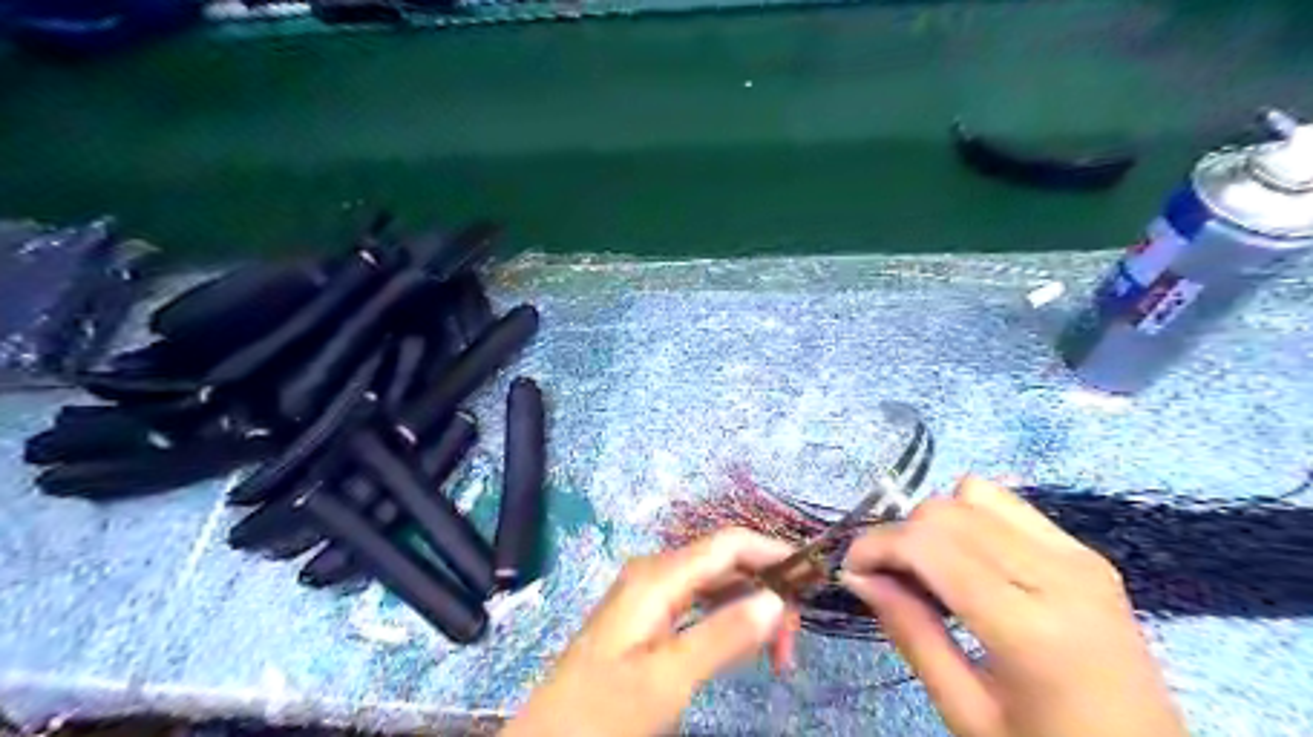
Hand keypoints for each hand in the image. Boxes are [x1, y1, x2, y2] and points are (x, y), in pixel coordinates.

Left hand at [504, 529, 789, 735]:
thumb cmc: (605, 710)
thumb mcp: (668, 678)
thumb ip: (723, 635)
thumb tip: (776, 599)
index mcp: (658, 575)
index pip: (728, 544)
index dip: (773, 552)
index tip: (812, 581)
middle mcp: (656, 572)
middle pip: (725, 562)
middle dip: (765, 590)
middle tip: (791, 646)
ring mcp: (651, 592)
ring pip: (715, 584)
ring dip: (750, 609)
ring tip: (777, 655)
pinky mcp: (649, 614)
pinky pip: (700, 603)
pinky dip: (728, 620)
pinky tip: (743, 647)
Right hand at [839, 479, 1192, 736]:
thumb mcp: (966, 712)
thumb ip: (910, 633)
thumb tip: (857, 576)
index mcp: (1030, 628)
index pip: (929, 545)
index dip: (876, 545)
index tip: (852, 571)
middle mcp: (1059, 574)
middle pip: (947, 510)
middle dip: (900, 534)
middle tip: (887, 579)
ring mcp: (1079, 556)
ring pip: (974, 493)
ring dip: (936, 523)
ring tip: (930, 570)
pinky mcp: (1086, 553)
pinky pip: (1007, 505)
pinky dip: (971, 520)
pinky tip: (969, 563)